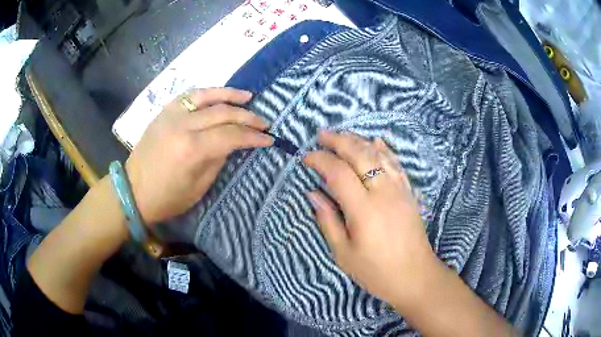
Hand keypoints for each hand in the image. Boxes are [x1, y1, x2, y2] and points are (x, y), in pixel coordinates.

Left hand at [125, 87, 272, 225]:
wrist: (133, 189)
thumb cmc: (167, 197)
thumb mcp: (198, 187)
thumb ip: (218, 159)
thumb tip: (233, 143)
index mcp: (191, 150)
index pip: (231, 136)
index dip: (253, 137)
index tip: (269, 139)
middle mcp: (182, 125)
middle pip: (223, 113)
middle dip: (248, 117)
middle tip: (264, 122)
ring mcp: (171, 115)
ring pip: (207, 96)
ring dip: (230, 95)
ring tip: (248, 96)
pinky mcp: (164, 112)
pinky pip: (189, 96)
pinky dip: (208, 93)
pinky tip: (220, 95)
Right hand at [304, 131, 437, 304]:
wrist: (415, 276)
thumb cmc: (376, 271)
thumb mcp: (344, 253)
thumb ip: (328, 220)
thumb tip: (313, 194)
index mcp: (364, 209)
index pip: (338, 172)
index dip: (320, 160)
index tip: (306, 158)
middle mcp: (383, 192)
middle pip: (360, 155)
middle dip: (338, 141)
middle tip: (321, 135)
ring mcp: (400, 190)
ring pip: (379, 155)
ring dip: (359, 141)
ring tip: (342, 134)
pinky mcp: (409, 193)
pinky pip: (396, 164)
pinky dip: (385, 150)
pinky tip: (376, 141)